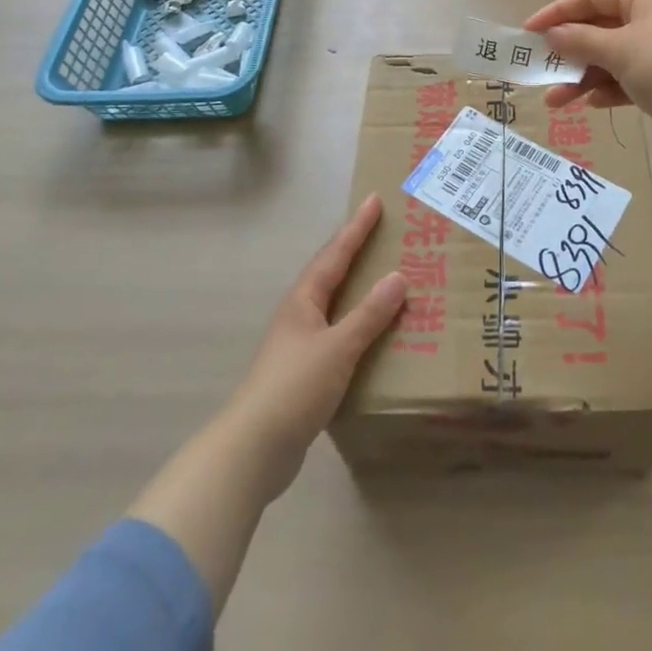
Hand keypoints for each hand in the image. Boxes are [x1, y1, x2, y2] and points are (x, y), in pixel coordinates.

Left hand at [219, 194, 406, 500]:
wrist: (253, 450)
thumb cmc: (294, 388)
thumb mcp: (338, 347)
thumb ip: (369, 314)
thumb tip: (398, 277)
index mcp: (304, 301)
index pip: (335, 254)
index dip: (356, 228)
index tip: (374, 200)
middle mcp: (300, 316)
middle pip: (332, 274)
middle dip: (356, 251)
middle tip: (383, 232)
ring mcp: (300, 345)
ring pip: (335, 305)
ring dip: (359, 289)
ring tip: (387, 278)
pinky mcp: (305, 374)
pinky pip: (339, 335)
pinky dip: (360, 325)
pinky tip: (377, 336)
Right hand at [525, 0, 651, 161]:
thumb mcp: (619, 50)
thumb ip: (580, 40)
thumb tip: (552, 34)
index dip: (557, 12)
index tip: (528, 32)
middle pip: (599, 28)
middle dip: (568, 51)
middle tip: (539, 69)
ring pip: (611, 56)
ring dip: (583, 76)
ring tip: (555, 101)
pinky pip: (627, 77)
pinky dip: (608, 88)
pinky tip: (591, 105)